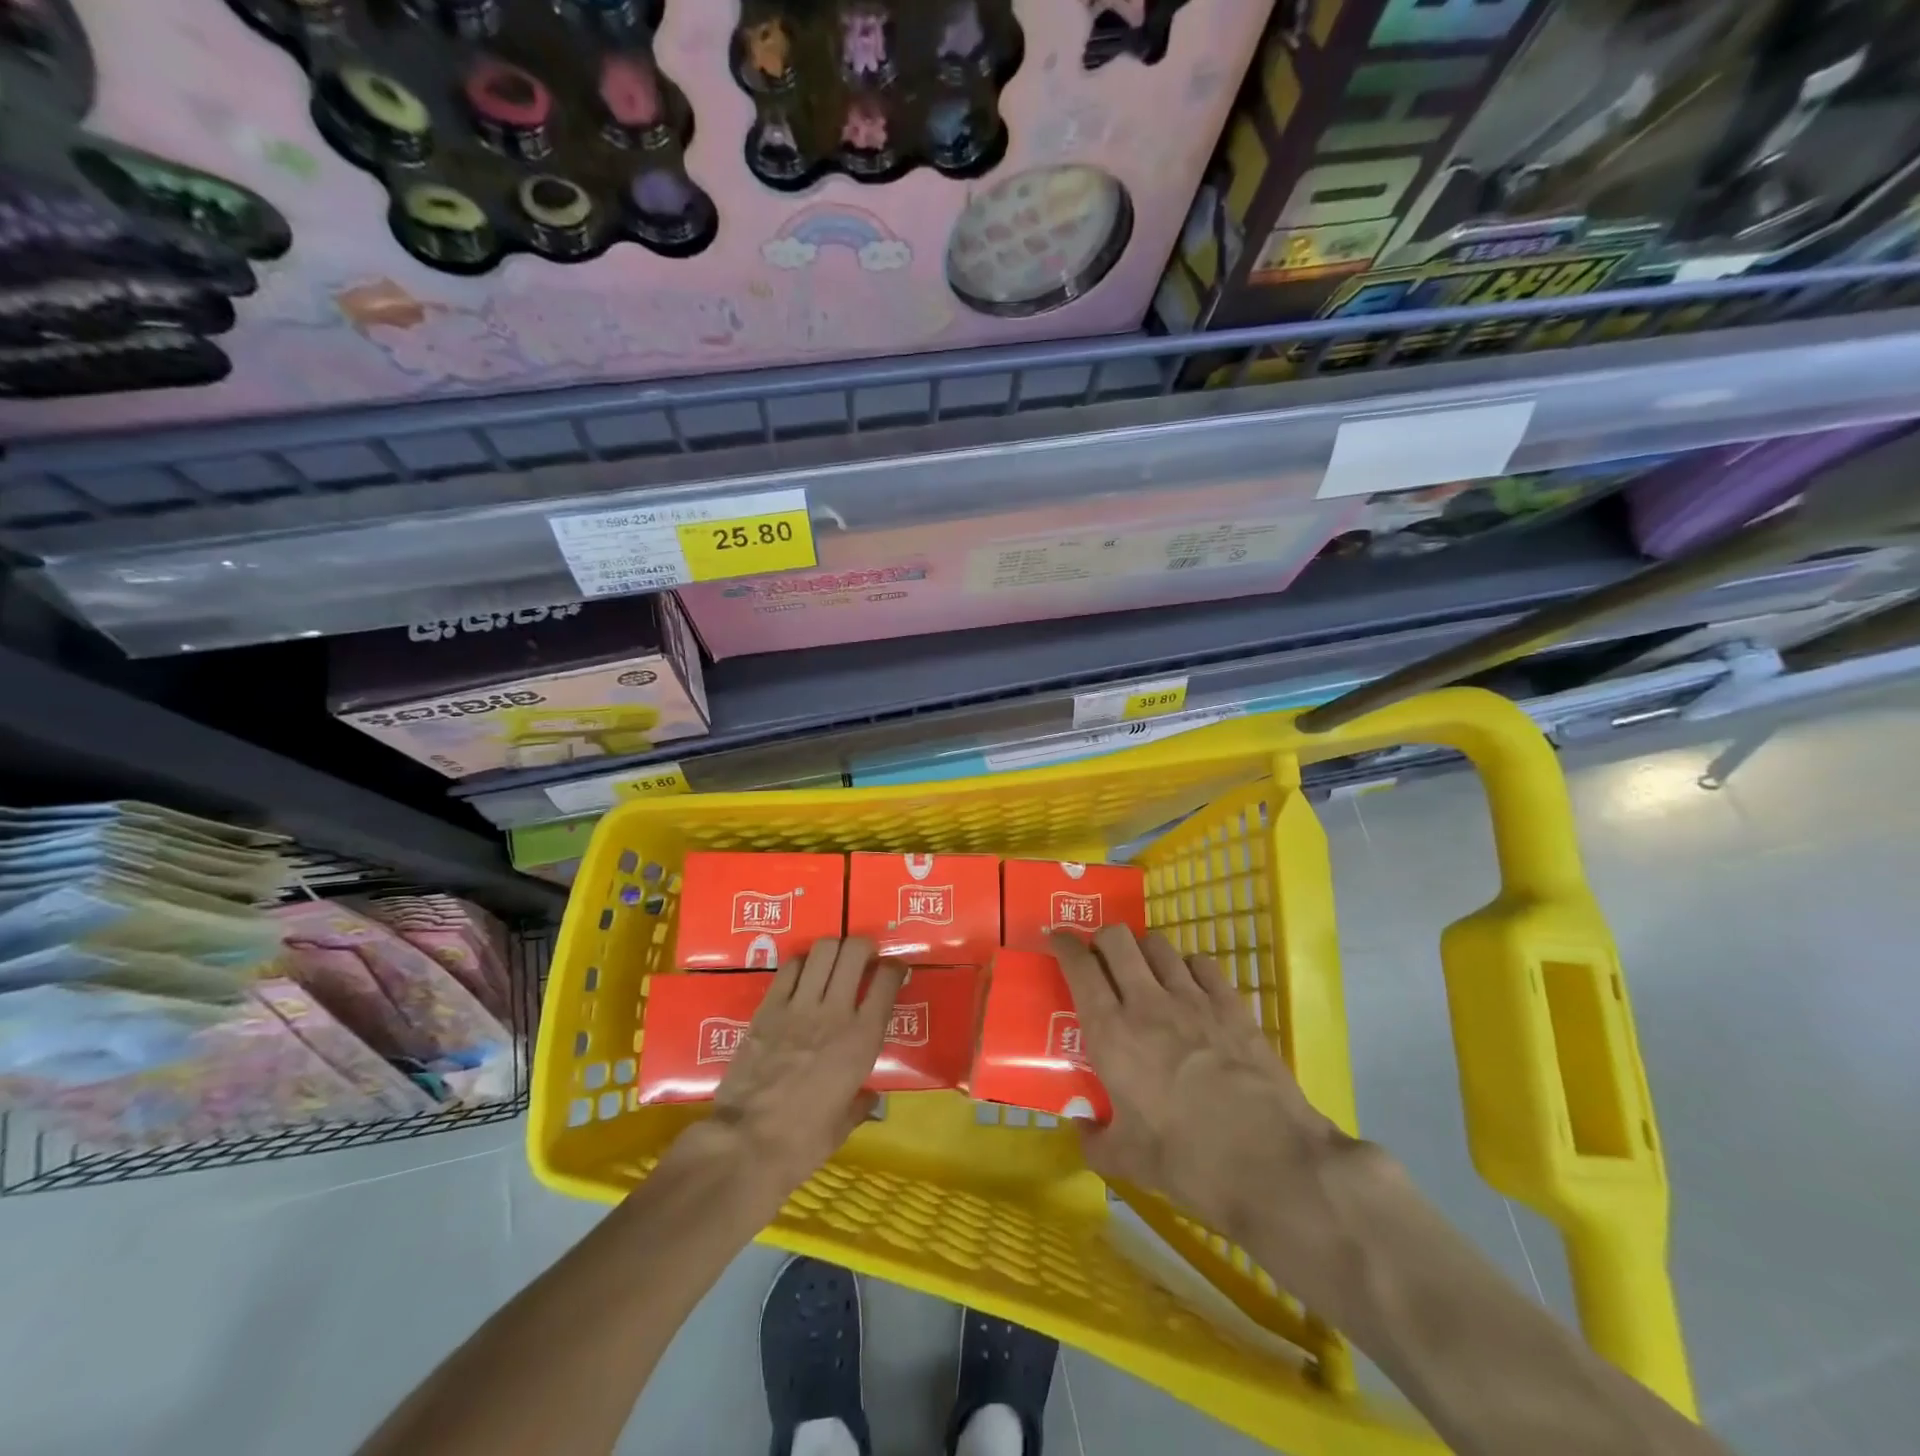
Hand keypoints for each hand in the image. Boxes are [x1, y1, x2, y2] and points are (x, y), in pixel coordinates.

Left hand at [708, 936, 905, 1198]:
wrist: (745, 1144)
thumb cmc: (802, 1143)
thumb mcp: (842, 1126)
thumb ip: (860, 1104)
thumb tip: (870, 1098)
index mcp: (863, 1040)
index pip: (888, 981)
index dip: (895, 968)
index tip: (894, 971)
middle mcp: (836, 1012)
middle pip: (855, 951)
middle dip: (864, 947)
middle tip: (863, 959)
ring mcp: (800, 1006)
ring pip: (824, 949)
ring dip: (833, 949)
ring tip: (833, 961)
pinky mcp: (768, 1008)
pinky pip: (790, 968)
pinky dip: (802, 963)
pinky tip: (802, 975)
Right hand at [1051, 927, 1355, 1256]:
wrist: (1271, 1162)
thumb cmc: (1188, 1161)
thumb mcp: (1128, 1162)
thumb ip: (1095, 1141)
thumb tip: (1081, 1129)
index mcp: (1111, 1034)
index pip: (1079, 968)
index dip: (1064, 944)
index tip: (1057, 938)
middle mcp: (1147, 1003)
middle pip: (1117, 939)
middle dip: (1103, 937)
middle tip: (1100, 957)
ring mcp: (1193, 999)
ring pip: (1159, 945)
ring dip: (1144, 950)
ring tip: (1145, 969)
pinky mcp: (1232, 1005)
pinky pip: (1203, 964)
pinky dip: (1189, 967)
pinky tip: (1191, 985)